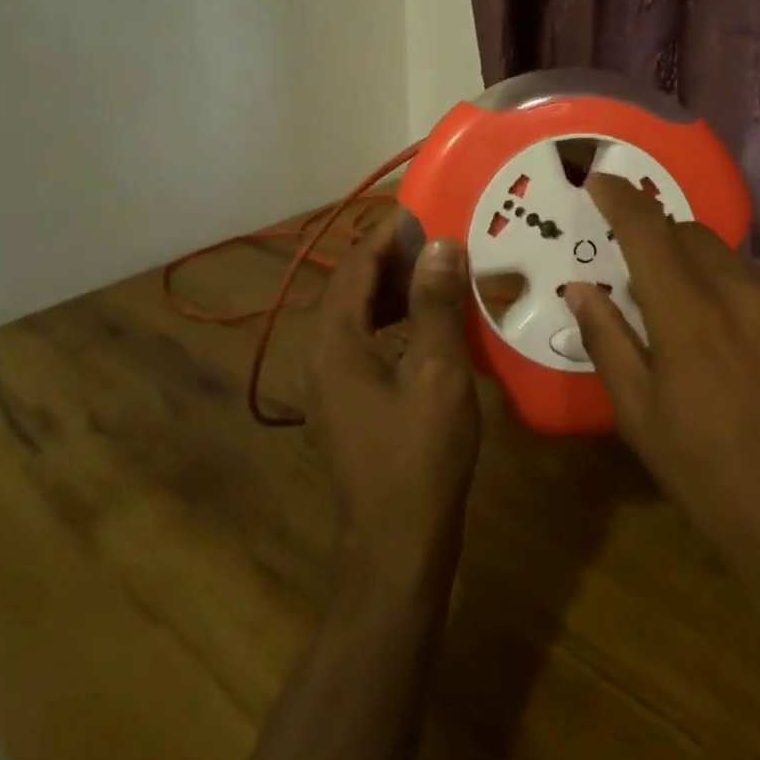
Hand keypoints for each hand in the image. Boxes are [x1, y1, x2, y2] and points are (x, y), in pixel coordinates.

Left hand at [305, 215, 481, 601]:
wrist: (396, 548)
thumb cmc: (420, 456)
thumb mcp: (437, 372)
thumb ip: (435, 304)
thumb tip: (439, 245)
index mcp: (334, 341)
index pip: (354, 265)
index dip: (387, 234)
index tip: (425, 211)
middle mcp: (319, 355)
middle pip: (351, 287)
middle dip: (392, 259)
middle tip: (439, 240)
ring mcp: (327, 383)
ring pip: (357, 316)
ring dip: (393, 290)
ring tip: (439, 275)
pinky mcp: (343, 404)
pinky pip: (363, 344)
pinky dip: (392, 322)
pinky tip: (427, 327)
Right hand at [564, 174, 759, 624]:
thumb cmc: (711, 482)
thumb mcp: (640, 417)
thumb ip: (607, 340)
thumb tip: (581, 289)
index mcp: (691, 316)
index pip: (647, 230)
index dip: (619, 199)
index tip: (600, 181)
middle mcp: (750, 296)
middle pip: (695, 237)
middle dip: (665, 243)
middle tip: (651, 281)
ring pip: (740, 268)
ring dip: (713, 281)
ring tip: (711, 335)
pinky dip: (759, 312)